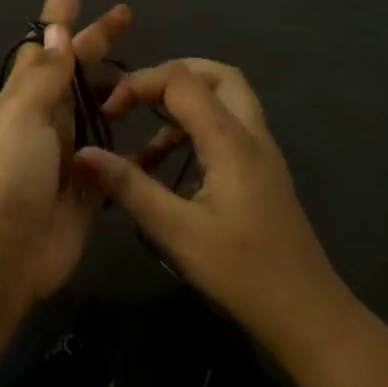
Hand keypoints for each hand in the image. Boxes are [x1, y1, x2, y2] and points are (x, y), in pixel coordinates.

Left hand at [0, 0, 131, 302]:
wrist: (3, 253)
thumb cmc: (7, 174)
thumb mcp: (21, 115)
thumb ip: (43, 76)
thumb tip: (52, 31)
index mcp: (26, 95)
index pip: (46, 37)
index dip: (62, 1)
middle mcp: (46, 118)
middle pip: (76, 68)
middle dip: (98, 38)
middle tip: (129, 14)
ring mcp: (68, 153)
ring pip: (99, 109)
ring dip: (121, 87)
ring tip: (156, 72)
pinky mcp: (89, 187)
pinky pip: (117, 155)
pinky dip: (137, 143)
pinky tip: (163, 133)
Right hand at [74, 60, 354, 351]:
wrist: (304, 311)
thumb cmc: (240, 271)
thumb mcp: (176, 231)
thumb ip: (130, 187)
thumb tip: (83, 154)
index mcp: (231, 140)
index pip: (183, 80)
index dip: (140, 84)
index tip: (108, 115)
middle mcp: (252, 134)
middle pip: (217, 75)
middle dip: (171, 76)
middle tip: (133, 99)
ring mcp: (262, 152)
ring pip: (227, 100)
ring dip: (184, 104)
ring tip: (143, 139)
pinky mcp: (262, 172)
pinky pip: (229, 129)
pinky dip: (196, 130)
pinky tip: (167, 167)